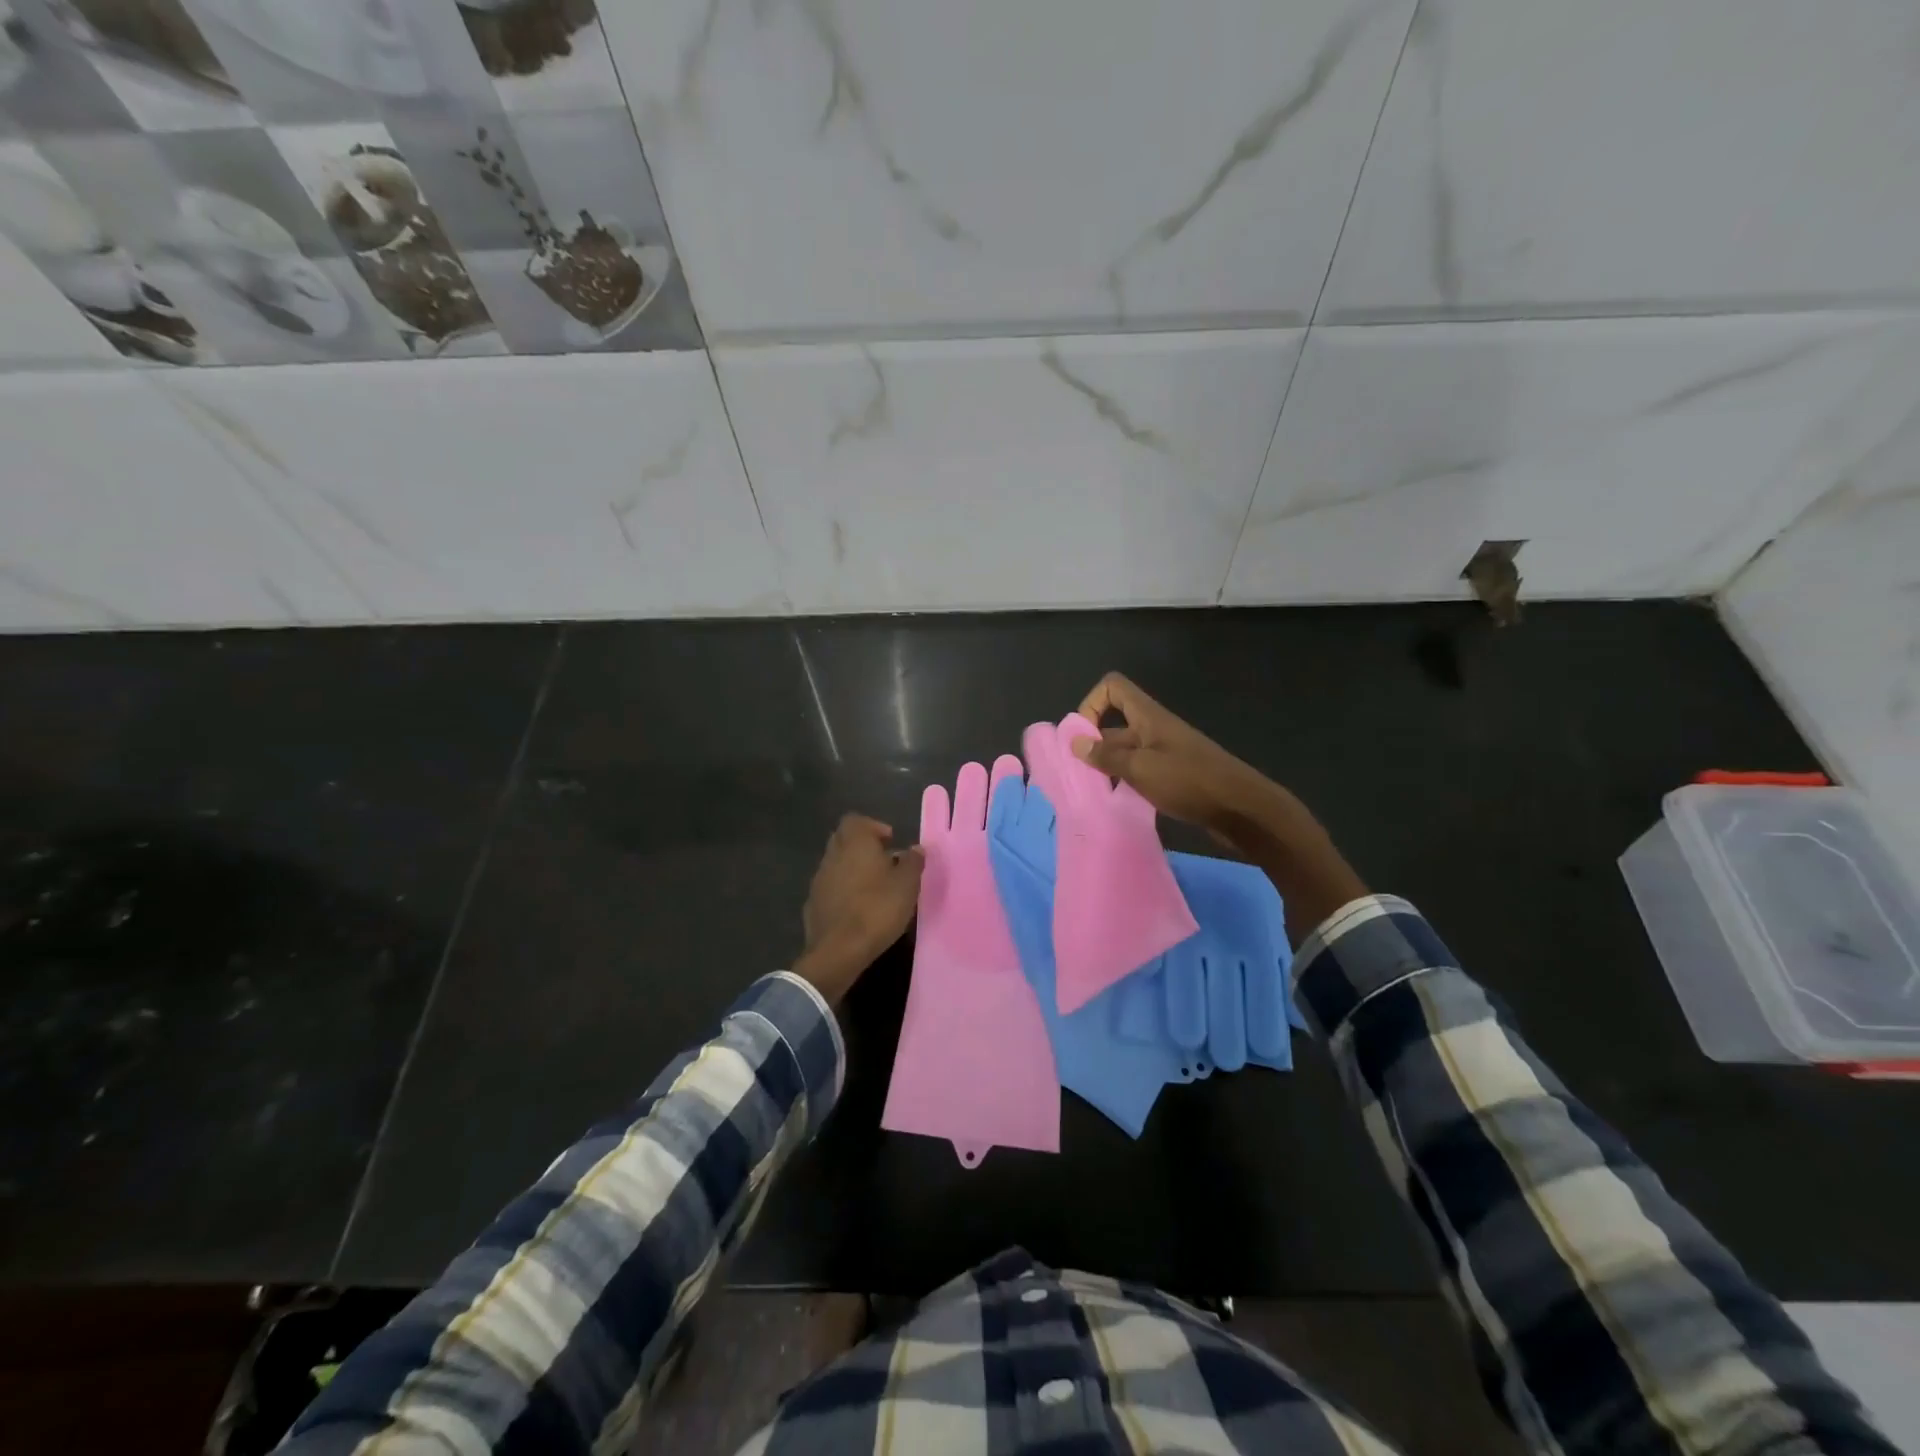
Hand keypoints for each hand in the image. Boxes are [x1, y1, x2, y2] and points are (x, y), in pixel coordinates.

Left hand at [793, 814, 923, 1003]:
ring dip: (853, 870)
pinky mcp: (812, 904)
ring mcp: (818, 880)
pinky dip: (842, 891)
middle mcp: (832, 855)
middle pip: (844, 840)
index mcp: (854, 843)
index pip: (855, 820)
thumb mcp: (907, 885)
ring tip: (875, 889)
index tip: (890, 842)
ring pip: (836, 864)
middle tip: (885, 863)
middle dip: (863, 847)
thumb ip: (913, 862)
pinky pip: (830, 888)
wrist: (838, 951)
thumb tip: (916, 848)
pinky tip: (857, 908)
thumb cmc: (877, 909)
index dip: (873, 827)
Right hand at [1072, 673, 1285, 840]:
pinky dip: (1126, 782)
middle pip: (1115, 723)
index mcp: (1148, 717)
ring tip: (1094, 793)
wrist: (1243, 809)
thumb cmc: (1190, 781)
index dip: (1092, 704)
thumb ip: (1107, 756)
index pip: (1113, 688)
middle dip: (1093, 744)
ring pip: (1126, 750)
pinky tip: (1119, 803)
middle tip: (1078, 775)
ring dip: (1108, 767)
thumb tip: (1075, 742)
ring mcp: (1165, 752)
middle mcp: (1155, 729)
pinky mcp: (1174, 775)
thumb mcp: (1141, 768)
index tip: (1083, 737)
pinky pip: (1140, 770)